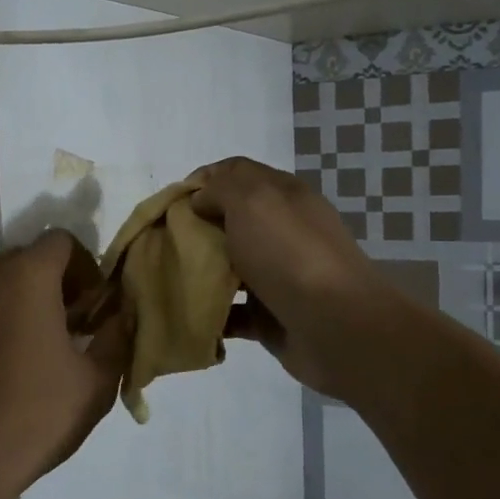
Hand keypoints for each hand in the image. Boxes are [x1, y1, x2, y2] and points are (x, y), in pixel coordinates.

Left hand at [0, 230, 131, 498]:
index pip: (61, 241)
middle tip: (60, 333)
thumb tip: (120, 315)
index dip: (83, 269)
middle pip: (21, 263)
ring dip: (7, 309)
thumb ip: (116, 336)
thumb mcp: (96, 382)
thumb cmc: (34, 417)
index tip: (89, 310)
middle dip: (47, 288)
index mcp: (25, 277)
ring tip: (17, 358)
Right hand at [187, 157, 398, 398]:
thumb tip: (201, 199)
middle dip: (193, 228)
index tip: (171, 203)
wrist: (336, 326)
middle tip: (163, 242)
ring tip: (168, 278)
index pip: (235, 173)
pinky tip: (189, 314)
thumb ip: (221, 188)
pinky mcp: (270, 315)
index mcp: (281, 196)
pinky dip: (211, 313)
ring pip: (227, 266)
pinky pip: (232, 311)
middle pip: (228, 220)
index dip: (201, 181)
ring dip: (199, 272)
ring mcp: (277, 274)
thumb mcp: (253, 201)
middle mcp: (280, 231)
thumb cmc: (290, 254)